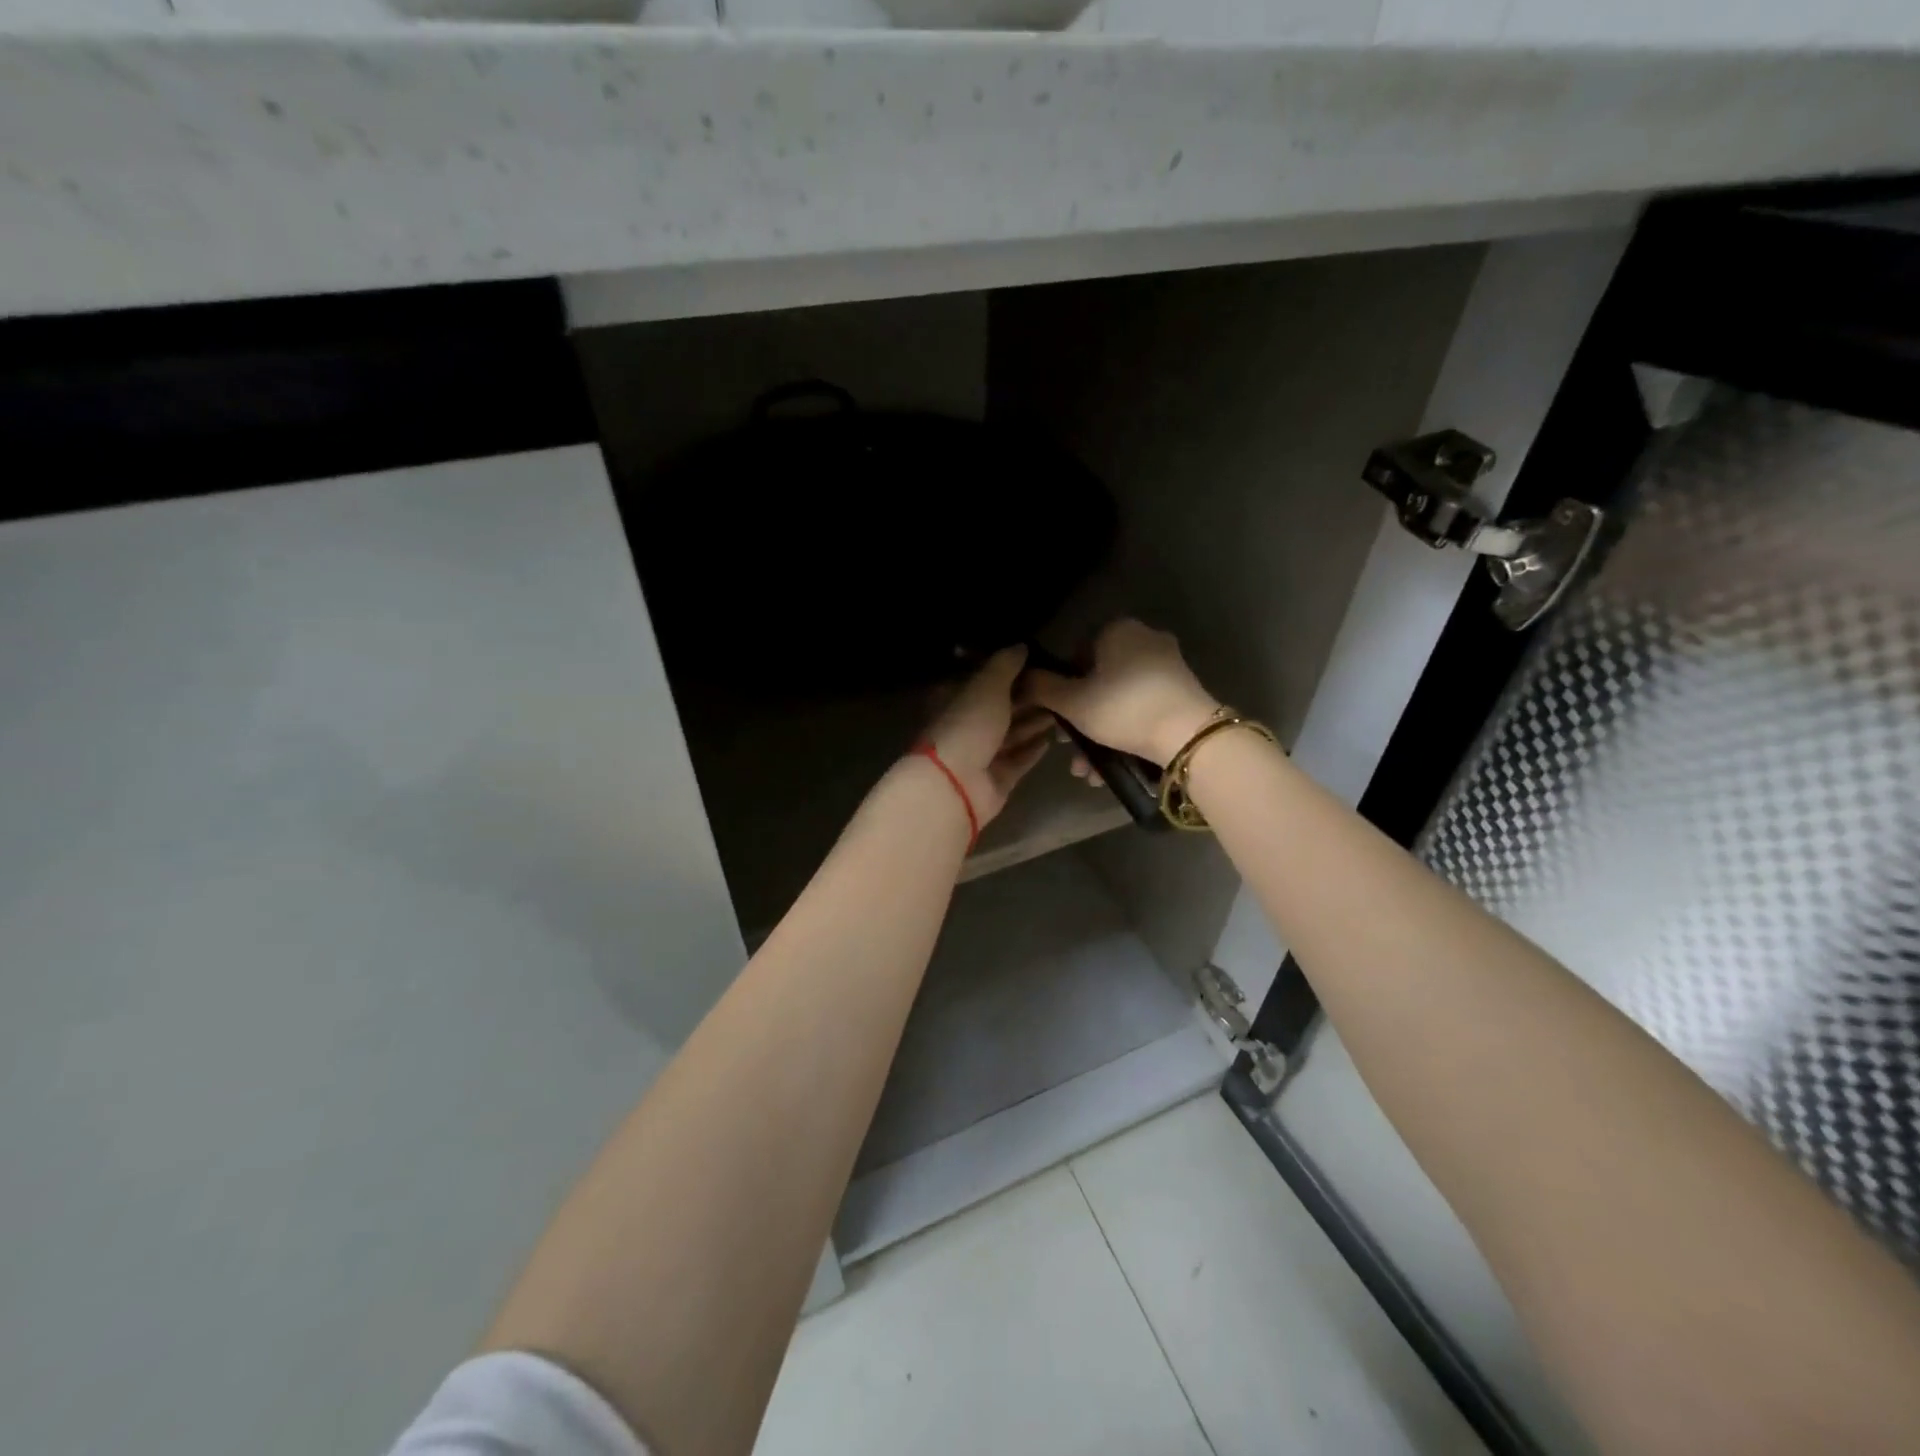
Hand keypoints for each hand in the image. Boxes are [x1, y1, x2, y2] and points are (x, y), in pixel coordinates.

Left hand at [921, 646, 1053, 825]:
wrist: (956, 784)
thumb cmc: (968, 726)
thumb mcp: (986, 686)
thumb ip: (1004, 665)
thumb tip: (1021, 646)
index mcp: (956, 700)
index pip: (983, 682)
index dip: (1008, 673)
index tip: (1037, 663)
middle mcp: (967, 726)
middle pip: (1000, 709)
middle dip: (1027, 699)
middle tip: (1059, 687)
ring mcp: (981, 755)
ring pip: (1012, 735)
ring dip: (1034, 723)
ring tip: (1062, 710)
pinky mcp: (997, 778)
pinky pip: (1018, 760)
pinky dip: (1032, 750)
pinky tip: (1051, 740)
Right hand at [1022, 619, 1219, 769]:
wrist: (1188, 737)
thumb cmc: (1123, 710)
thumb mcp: (1072, 702)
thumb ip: (1042, 688)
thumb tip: (1021, 678)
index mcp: (1118, 630)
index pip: (1075, 654)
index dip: (1061, 688)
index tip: (1056, 719)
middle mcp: (1145, 640)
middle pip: (1099, 681)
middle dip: (1080, 720)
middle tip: (1068, 748)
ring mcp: (1168, 666)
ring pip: (1119, 700)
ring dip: (1099, 735)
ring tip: (1087, 771)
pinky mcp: (1182, 693)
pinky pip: (1141, 709)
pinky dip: (1125, 733)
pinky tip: (1111, 766)